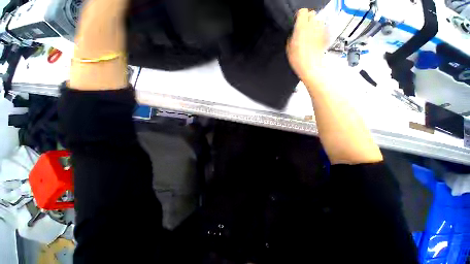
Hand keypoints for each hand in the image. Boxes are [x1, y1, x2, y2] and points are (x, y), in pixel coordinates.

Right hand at [287, 9, 327, 86]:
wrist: (311, 67)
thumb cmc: (298, 60)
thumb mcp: (289, 48)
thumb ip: (292, 36)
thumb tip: (295, 31)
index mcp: (301, 27)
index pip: (302, 12)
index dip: (299, 16)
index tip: (298, 22)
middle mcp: (312, 25)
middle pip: (312, 14)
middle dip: (308, 19)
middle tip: (304, 29)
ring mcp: (320, 30)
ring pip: (318, 21)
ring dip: (314, 25)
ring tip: (310, 35)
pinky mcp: (326, 35)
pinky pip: (323, 29)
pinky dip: (319, 32)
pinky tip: (315, 40)